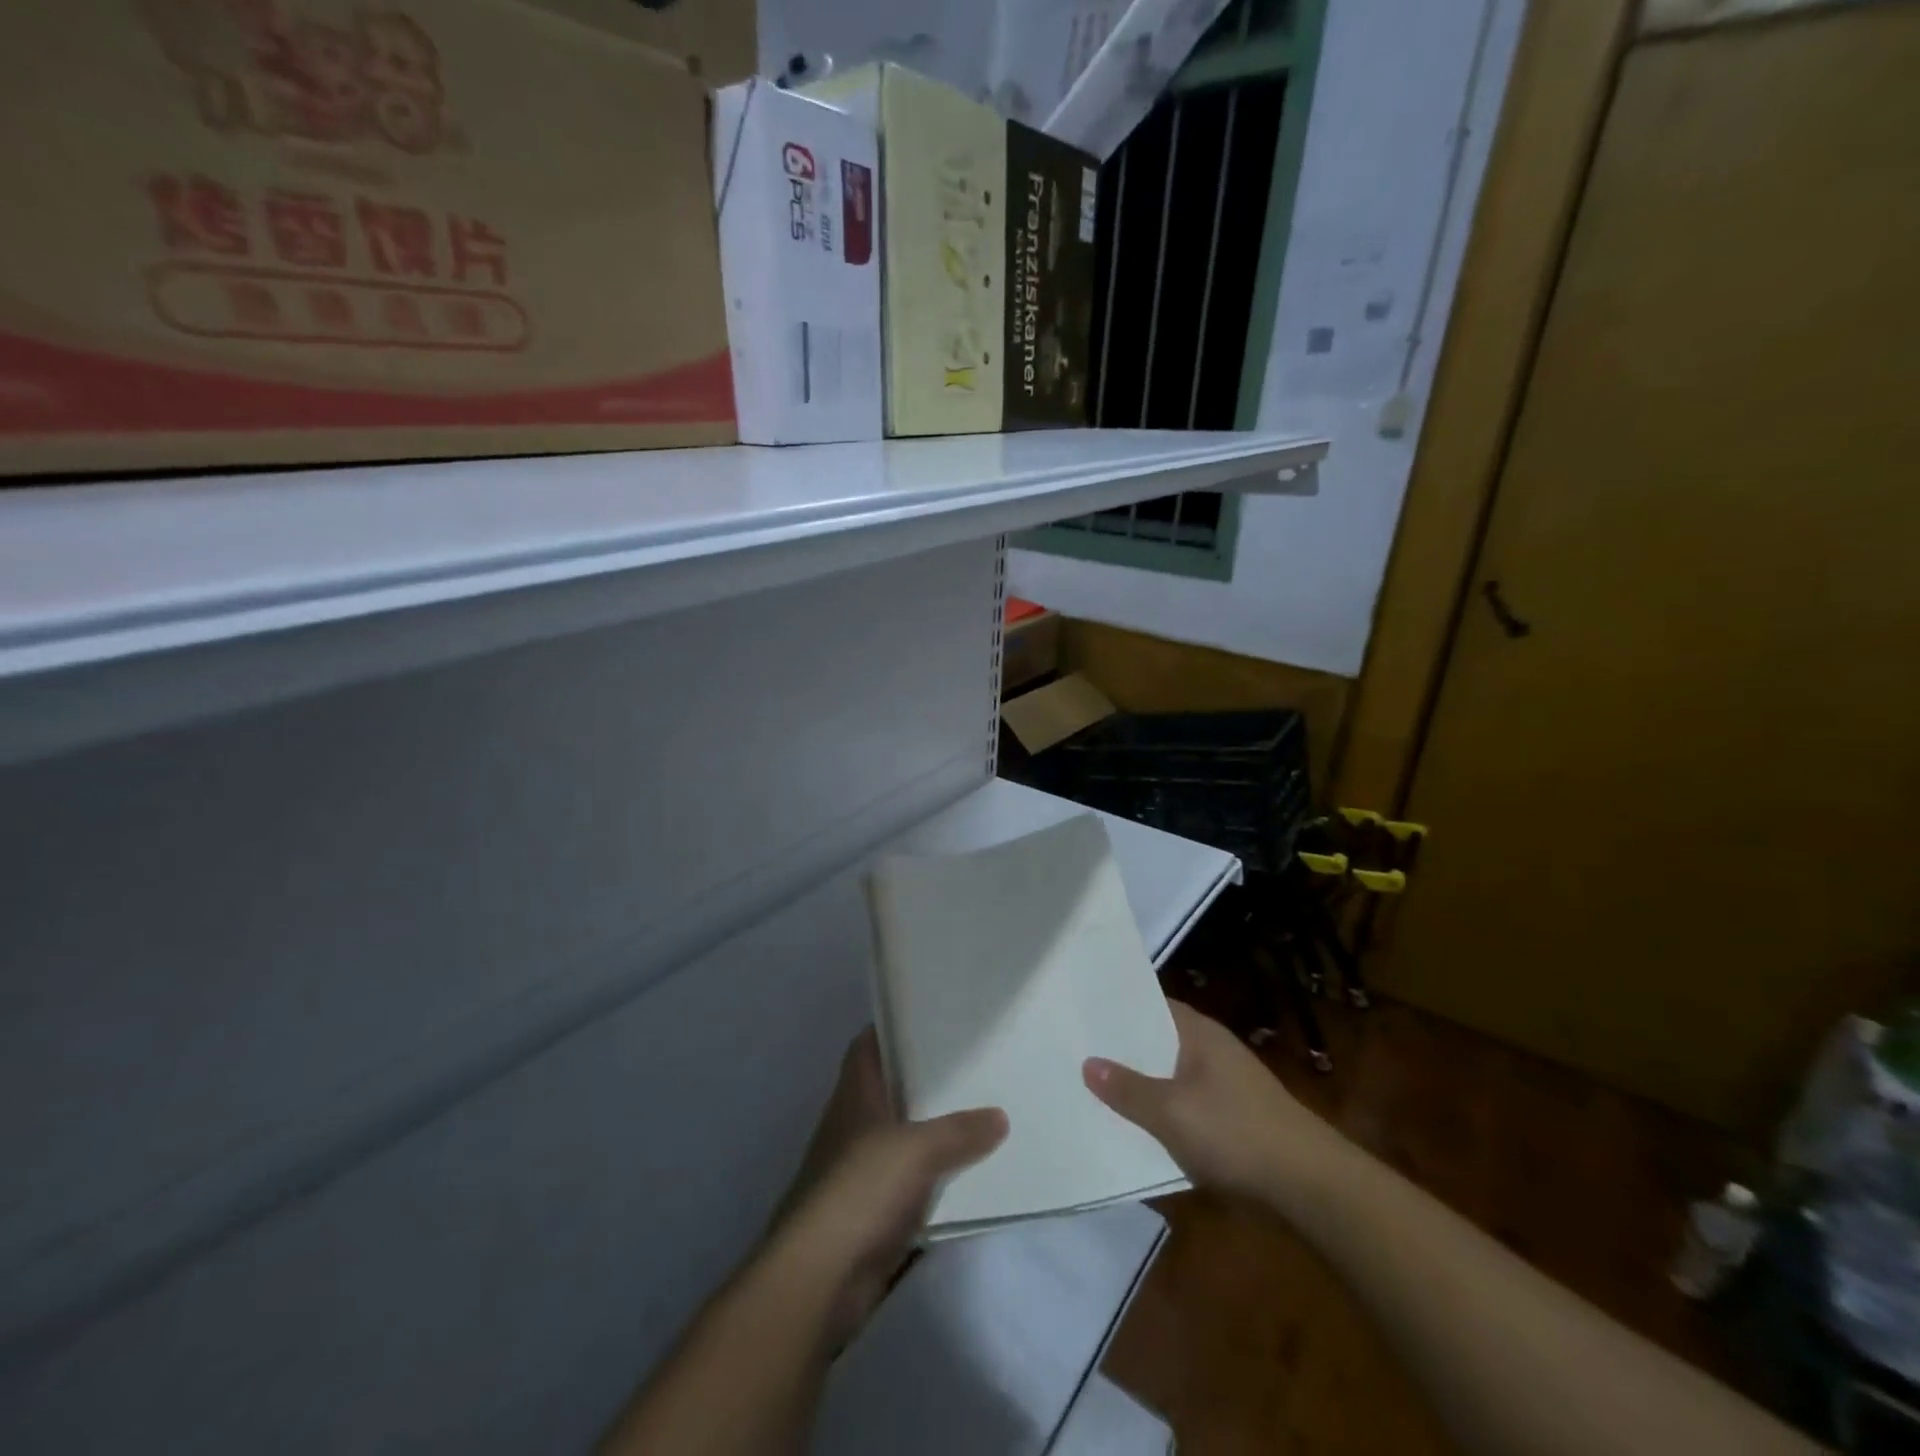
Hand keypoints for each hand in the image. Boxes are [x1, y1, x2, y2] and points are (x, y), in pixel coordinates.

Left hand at [768, 1028, 1005, 1349]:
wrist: (819, 1279)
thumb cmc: (859, 1191)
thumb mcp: (916, 1150)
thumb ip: (959, 1131)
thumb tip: (1000, 1116)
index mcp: (855, 1096)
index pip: (869, 1045)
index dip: (894, 1026)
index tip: (933, 1016)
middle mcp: (855, 1126)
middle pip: (892, 1090)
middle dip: (927, 1079)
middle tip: (975, 1064)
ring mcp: (861, 1171)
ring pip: (905, 1138)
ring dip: (935, 1132)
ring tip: (984, 1114)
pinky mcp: (874, 1213)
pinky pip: (913, 1185)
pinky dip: (937, 1179)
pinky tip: (971, 1176)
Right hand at [1083, 1000, 1337, 1198]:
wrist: (1309, 1183)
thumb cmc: (1237, 1132)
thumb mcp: (1172, 1112)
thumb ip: (1128, 1089)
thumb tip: (1088, 1064)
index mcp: (1197, 1031)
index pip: (1149, 1003)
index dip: (1116, 1006)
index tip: (1079, 1010)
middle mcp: (1210, 1046)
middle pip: (1156, 1038)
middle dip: (1122, 1047)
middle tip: (1075, 1048)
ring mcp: (1224, 1080)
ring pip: (1169, 1071)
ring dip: (1141, 1079)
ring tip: (1094, 1085)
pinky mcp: (1231, 1112)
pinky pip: (1184, 1098)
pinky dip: (1161, 1105)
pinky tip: (1137, 1122)